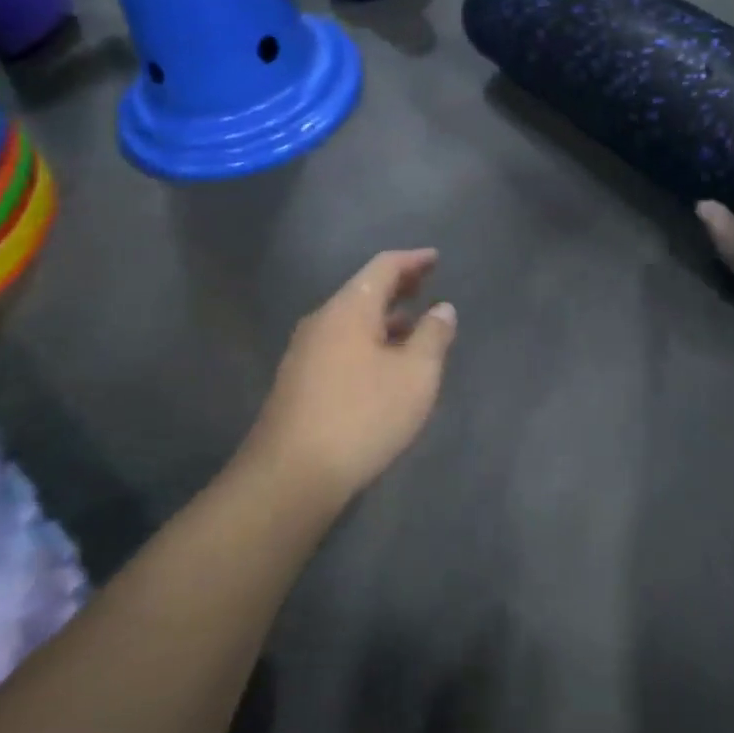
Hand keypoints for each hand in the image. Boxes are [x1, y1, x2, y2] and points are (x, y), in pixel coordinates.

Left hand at [246, 250, 457, 504]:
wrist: (291, 474)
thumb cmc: (362, 416)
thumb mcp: (415, 376)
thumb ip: (433, 336)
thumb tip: (442, 308)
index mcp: (349, 308)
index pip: (383, 267)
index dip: (412, 260)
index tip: (435, 258)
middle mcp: (322, 320)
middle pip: (364, 291)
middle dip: (397, 286)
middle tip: (426, 285)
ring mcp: (304, 351)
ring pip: (351, 321)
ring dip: (383, 318)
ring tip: (411, 326)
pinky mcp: (298, 381)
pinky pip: (341, 344)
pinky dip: (368, 341)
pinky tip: (382, 365)